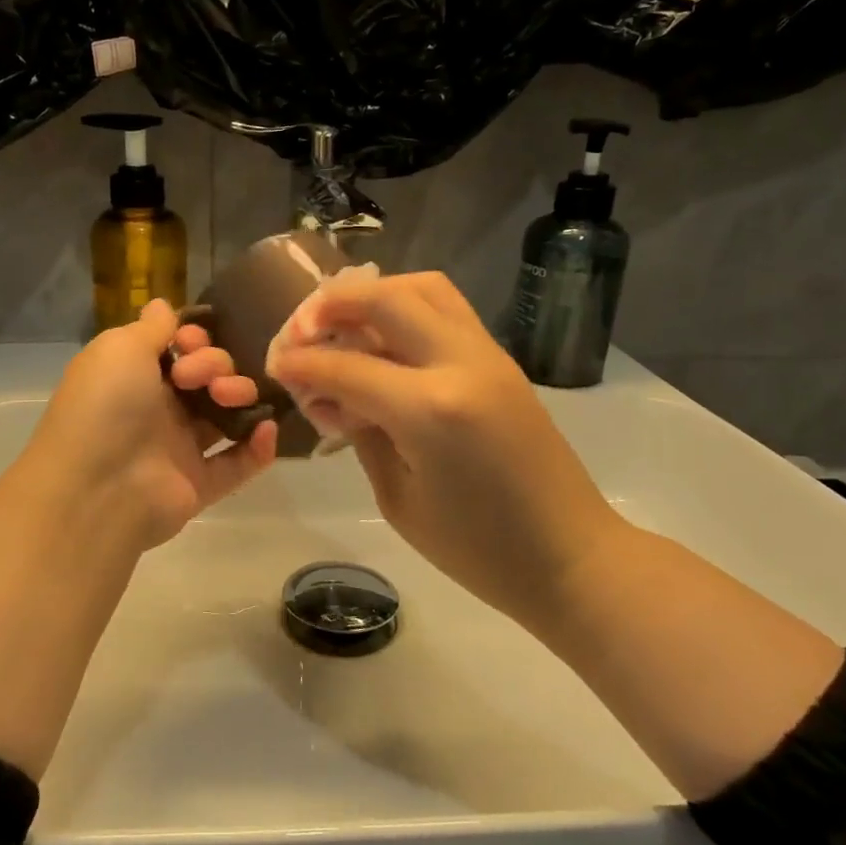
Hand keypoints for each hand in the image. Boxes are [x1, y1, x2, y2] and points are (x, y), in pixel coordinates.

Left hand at [25, 299, 277, 551]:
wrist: (97, 488)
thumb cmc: (106, 406)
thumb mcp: (120, 348)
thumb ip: (151, 327)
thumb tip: (162, 305)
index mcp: (133, 376)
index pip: (176, 349)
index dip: (193, 338)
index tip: (191, 341)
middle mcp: (155, 409)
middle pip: (205, 376)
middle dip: (215, 364)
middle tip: (198, 378)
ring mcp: (178, 449)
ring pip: (224, 415)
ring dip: (239, 395)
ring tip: (233, 397)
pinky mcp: (198, 485)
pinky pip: (237, 463)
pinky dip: (257, 447)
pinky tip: (266, 428)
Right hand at [267, 273, 625, 627]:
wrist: (571, 557)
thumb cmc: (478, 551)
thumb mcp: (398, 499)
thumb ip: (359, 433)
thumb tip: (328, 394)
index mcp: (431, 409)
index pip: (347, 366)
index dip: (301, 362)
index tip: (274, 362)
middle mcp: (461, 364)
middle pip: (385, 298)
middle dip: (331, 305)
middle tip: (301, 329)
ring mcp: (487, 355)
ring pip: (423, 287)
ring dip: (374, 294)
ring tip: (341, 322)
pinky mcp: (500, 360)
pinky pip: (446, 309)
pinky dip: (404, 308)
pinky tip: (380, 339)